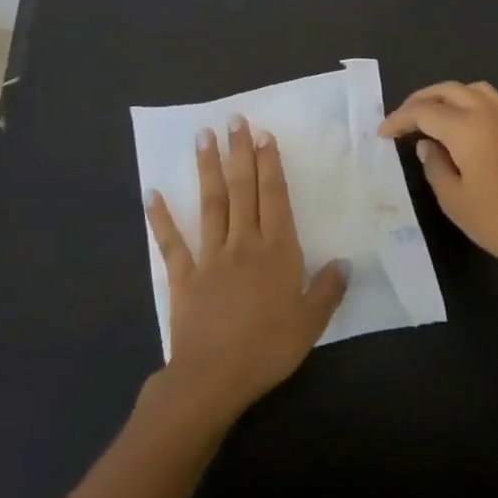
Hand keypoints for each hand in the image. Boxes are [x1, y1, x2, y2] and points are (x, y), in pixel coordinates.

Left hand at [145, 115, 347, 421]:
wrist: (214, 377)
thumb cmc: (268, 348)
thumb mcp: (310, 322)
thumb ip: (328, 289)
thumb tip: (345, 261)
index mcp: (277, 250)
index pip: (274, 197)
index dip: (270, 164)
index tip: (264, 135)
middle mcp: (244, 242)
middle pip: (242, 189)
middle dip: (240, 152)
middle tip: (234, 120)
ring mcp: (211, 256)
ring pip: (211, 204)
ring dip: (207, 169)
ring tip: (203, 137)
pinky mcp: (185, 276)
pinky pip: (172, 243)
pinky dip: (161, 219)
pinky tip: (152, 194)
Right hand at [379, 81, 497, 289]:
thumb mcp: (454, 200)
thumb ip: (435, 165)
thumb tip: (427, 144)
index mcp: (469, 129)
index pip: (425, 111)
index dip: (400, 119)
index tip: (383, 133)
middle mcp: (491, 112)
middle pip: (449, 90)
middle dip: (421, 100)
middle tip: (402, 120)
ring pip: (473, 90)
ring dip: (448, 97)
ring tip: (431, 117)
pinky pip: (493, 102)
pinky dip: (471, 104)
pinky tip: (464, 128)